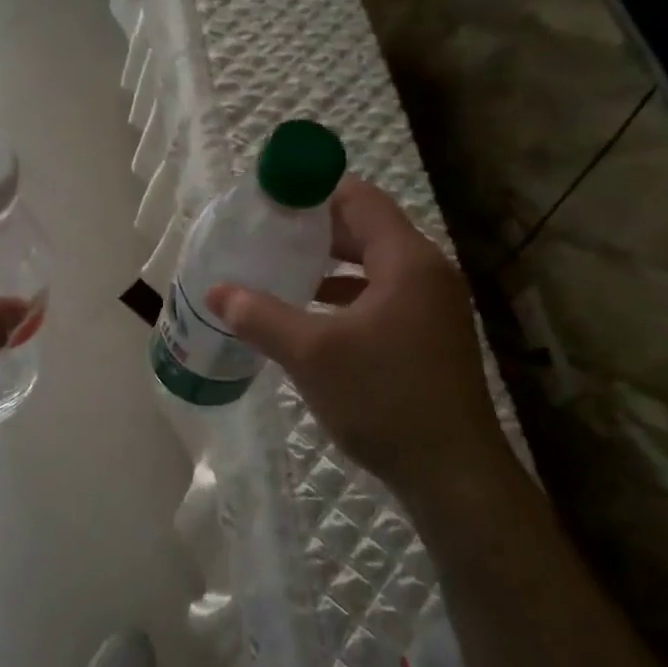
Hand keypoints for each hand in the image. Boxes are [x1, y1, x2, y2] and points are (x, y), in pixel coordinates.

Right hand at [207, 177, 505, 484]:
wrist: (452, 474)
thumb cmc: (383, 398)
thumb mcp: (311, 354)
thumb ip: (260, 316)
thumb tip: (215, 291)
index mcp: (407, 262)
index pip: (360, 200)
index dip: (314, 192)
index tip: (270, 200)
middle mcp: (427, 274)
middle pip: (367, 230)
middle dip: (315, 231)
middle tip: (265, 236)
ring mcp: (432, 308)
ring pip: (373, 267)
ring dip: (329, 266)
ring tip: (280, 271)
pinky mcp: (429, 337)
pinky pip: (381, 298)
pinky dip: (345, 297)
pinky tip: (309, 317)